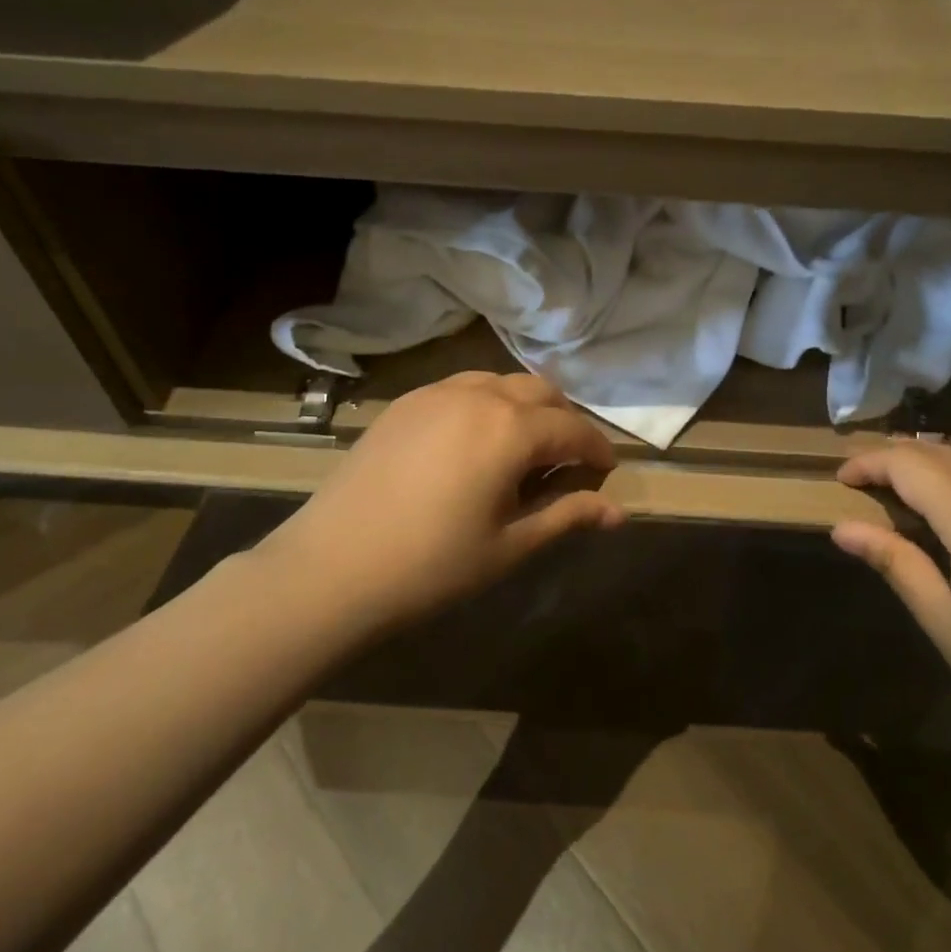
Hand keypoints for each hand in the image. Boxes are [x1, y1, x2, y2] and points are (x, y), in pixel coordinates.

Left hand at [250, 372, 623, 629]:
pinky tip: (474, 443)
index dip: (597, 449)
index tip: (606, 471)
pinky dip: (486, 404)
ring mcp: (435, 393)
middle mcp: (478, 395)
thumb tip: (620, 512)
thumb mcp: (509, 546)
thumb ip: (567, 516)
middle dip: (564, 421)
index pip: (572, 429)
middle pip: (541, 392)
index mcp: (510, 429)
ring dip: (525, 408)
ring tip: (522, 449)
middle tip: (566, 462)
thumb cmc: (431, 566)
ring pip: (500, 382)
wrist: (330, 569)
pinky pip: (462, 388)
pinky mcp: (404, 403)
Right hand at [831, 442, 950, 769]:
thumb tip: (843, 528)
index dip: (871, 463)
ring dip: (935, 461)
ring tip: (903, 481)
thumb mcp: (948, 628)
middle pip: (944, 456)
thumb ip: (898, 566)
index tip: (842, 480)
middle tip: (863, 478)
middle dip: (897, 457)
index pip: (911, 467)